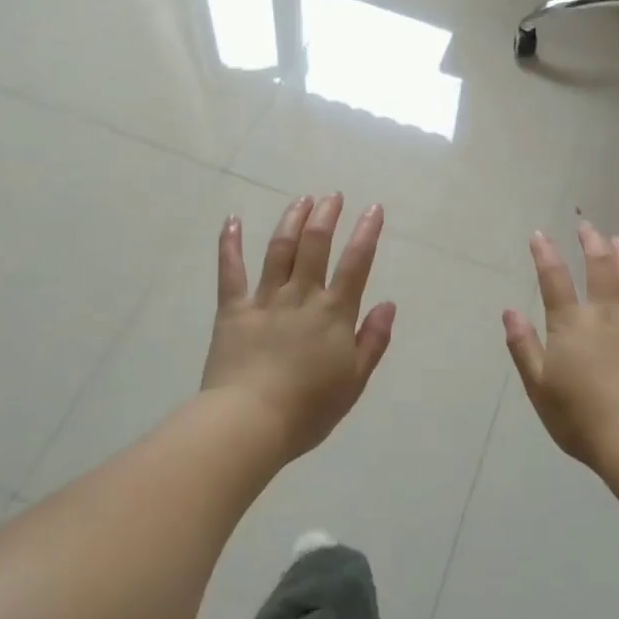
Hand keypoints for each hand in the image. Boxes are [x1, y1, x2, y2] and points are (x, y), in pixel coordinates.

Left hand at [201, 194, 396, 460]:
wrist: (250, 423)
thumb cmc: (308, 409)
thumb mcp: (353, 381)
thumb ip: (373, 340)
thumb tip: (388, 303)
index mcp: (333, 313)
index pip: (355, 263)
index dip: (367, 233)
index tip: (374, 208)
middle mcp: (301, 296)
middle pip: (315, 245)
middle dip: (326, 215)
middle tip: (332, 195)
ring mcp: (265, 299)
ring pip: (280, 249)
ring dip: (292, 220)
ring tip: (302, 199)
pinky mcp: (233, 309)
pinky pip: (230, 271)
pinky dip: (230, 244)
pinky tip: (232, 220)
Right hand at [502, 222, 618, 471]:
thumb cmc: (579, 418)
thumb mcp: (538, 385)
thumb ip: (523, 346)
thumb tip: (509, 311)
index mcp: (571, 326)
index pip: (554, 281)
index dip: (545, 255)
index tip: (540, 233)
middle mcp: (605, 318)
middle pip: (599, 271)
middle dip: (592, 245)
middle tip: (588, 226)